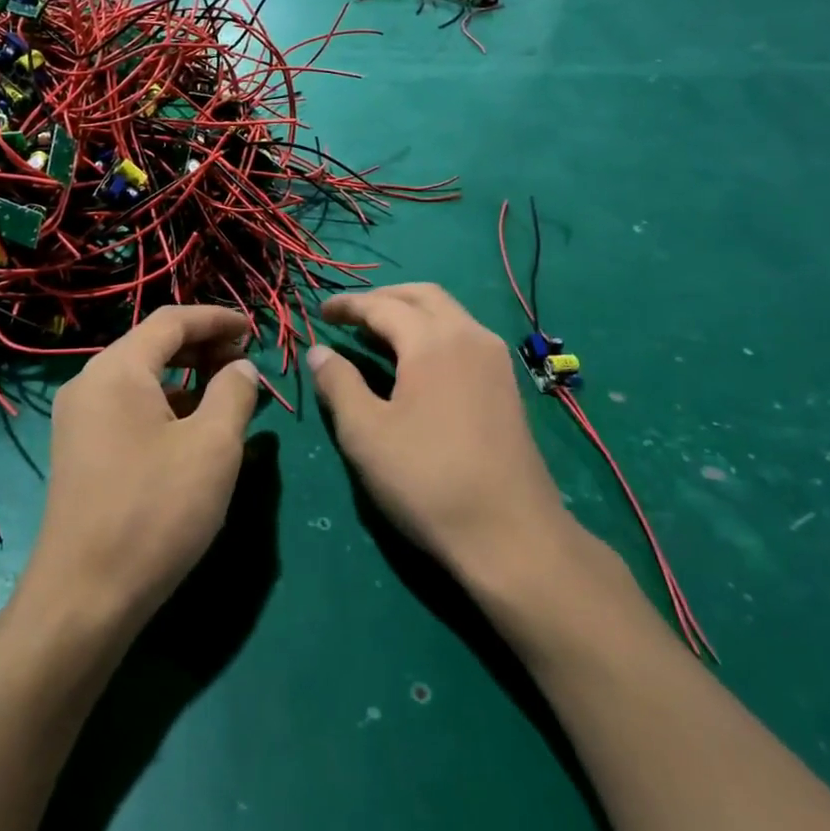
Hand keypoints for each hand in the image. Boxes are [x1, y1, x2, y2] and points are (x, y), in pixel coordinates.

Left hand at [25, 305, 259, 632]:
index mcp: (117, 370)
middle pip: (152, 346)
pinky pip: (129, 410)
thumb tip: (240, 368)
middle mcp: (89, 384)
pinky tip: (194, 433)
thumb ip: (234, 393)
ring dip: (187, 380)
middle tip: (245, 363)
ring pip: (141, 381)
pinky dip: (166, 408)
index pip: (171, 321)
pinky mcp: (81, 453)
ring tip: (228, 397)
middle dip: (203, 348)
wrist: (85, 597)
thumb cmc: (156, 510)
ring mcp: (79, 420)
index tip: (254, 329)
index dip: (216, 319)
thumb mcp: (213, 446)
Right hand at [310, 284, 570, 580]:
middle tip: (351, 316)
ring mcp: (495, 360)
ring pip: (449, 314)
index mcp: (433, 341)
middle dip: (384, 299)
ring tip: (379, 335)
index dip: (349, 306)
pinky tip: (417, 363)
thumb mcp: (366, 433)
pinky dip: (433, 333)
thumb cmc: (427, 480)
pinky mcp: (507, 385)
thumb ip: (338, 384)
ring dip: (411, 313)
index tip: (321, 313)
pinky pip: (464, 337)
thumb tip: (319, 352)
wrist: (510, 534)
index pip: (383, 306)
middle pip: (423, 297)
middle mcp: (470, 336)